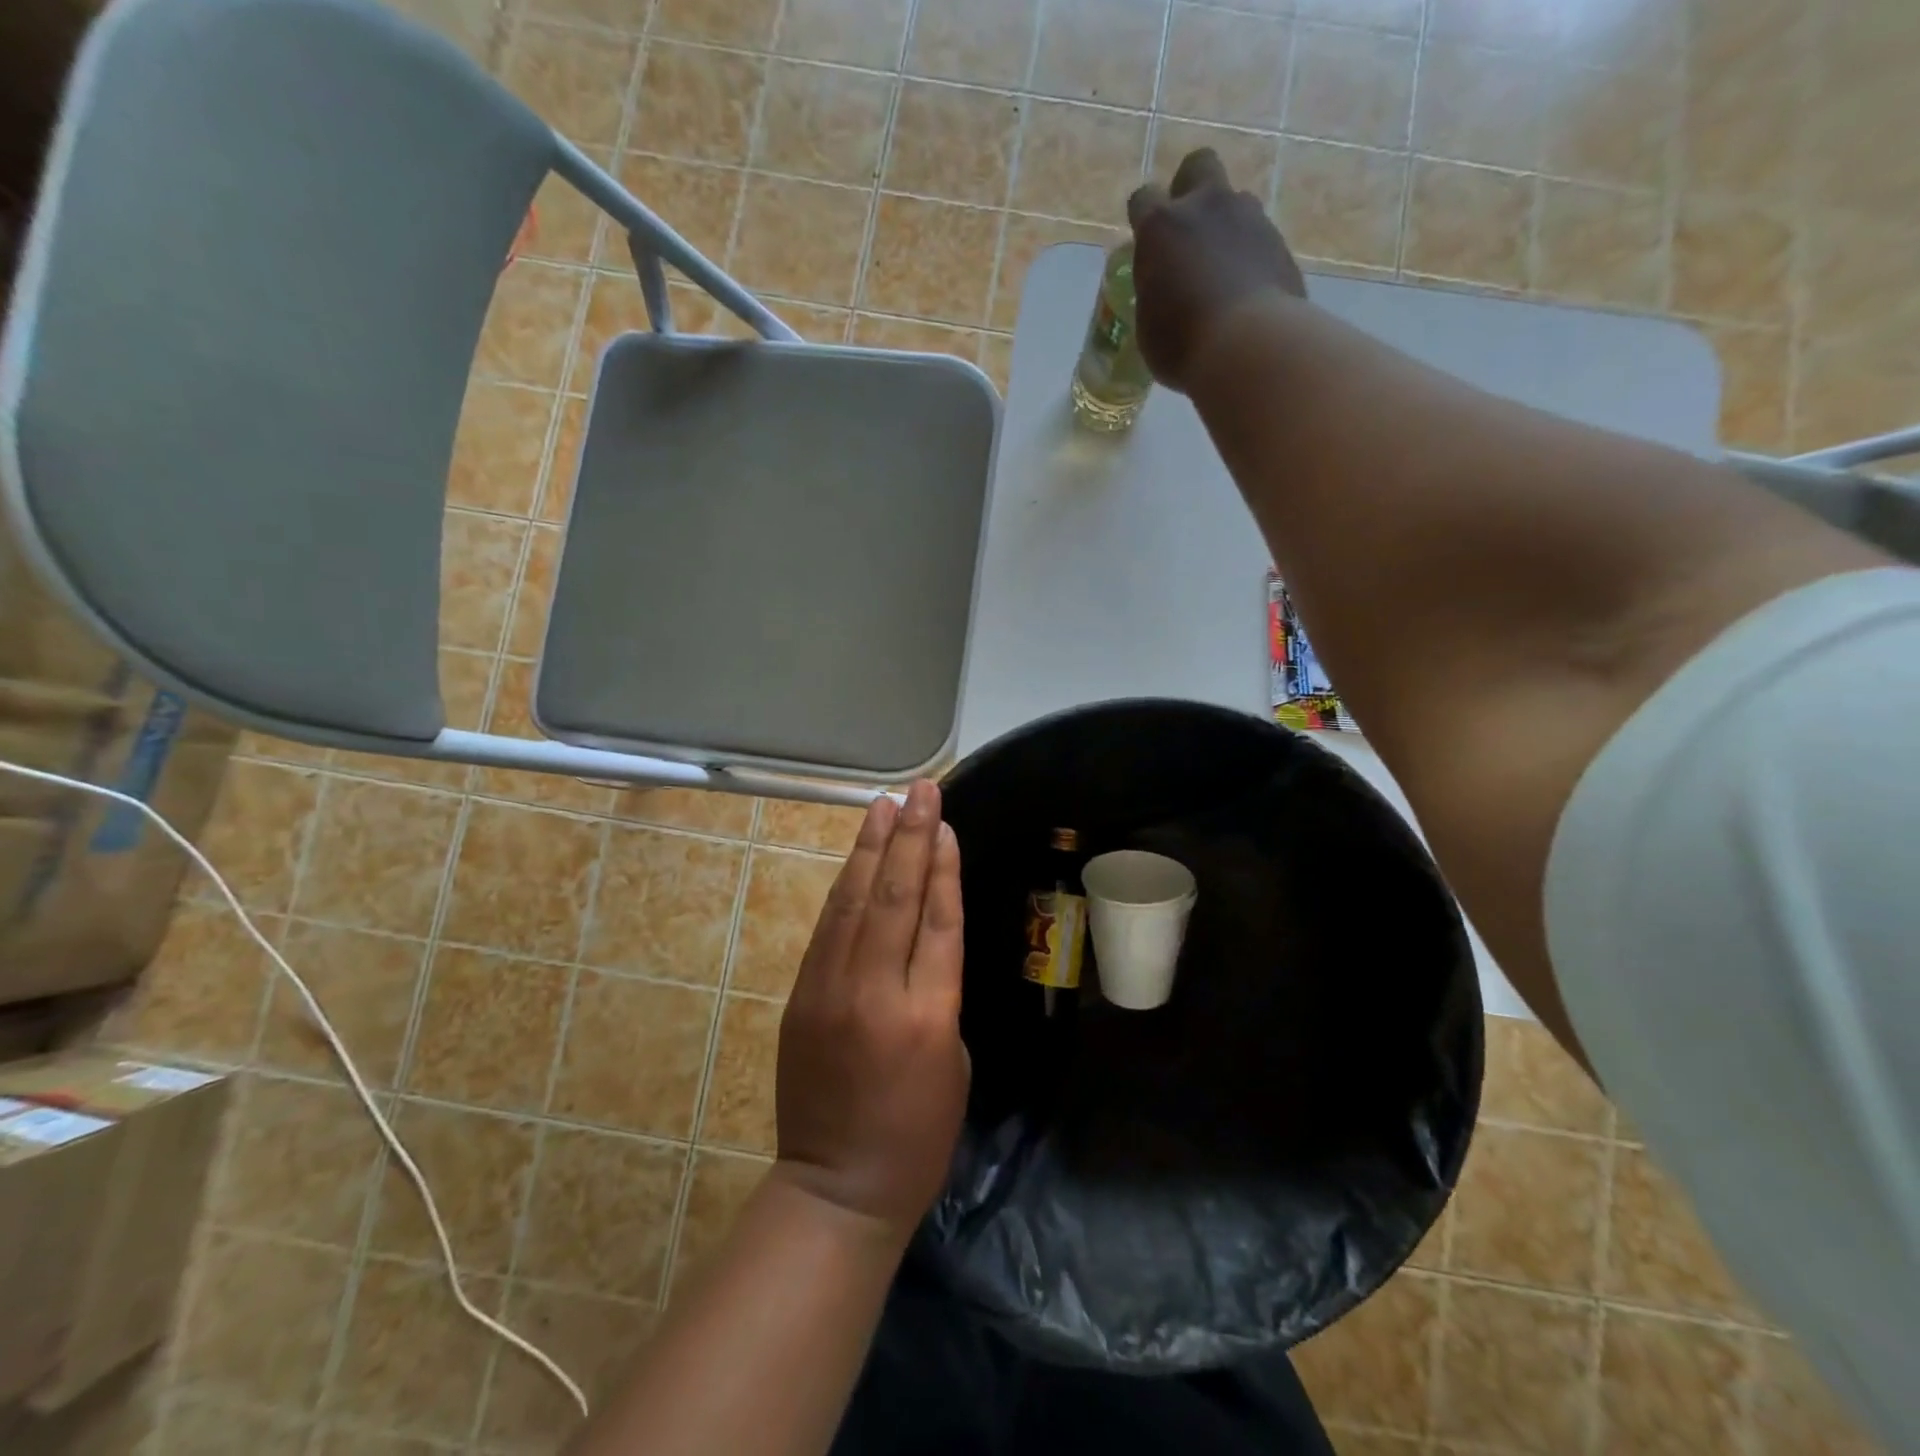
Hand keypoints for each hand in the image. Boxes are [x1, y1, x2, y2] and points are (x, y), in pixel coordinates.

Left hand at [774, 781, 969, 1242]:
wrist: (836, 1185)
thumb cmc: (917, 1135)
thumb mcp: (954, 1063)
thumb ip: (939, 992)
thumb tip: (923, 938)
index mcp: (928, 1015)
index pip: (937, 920)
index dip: (942, 865)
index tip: (945, 822)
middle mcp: (876, 992)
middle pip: (896, 897)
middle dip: (910, 837)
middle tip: (921, 790)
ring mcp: (831, 990)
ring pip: (855, 902)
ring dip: (871, 848)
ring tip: (884, 805)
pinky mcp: (801, 995)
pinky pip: (828, 928)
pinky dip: (846, 887)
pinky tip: (857, 858)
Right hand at [1127, 148, 1307, 392]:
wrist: (1250, 347)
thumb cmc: (1182, 344)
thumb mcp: (1148, 326)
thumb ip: (1153, 294)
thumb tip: (1162, 291)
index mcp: (1161, 227)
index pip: (1143, 200)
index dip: (1143, 219)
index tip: (1146, 245)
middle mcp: (1205, 207)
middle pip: (1198, 166)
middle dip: (1190, 188)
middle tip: (1187, 231)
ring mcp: (1248, 218)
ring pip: (1234, 201)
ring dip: (1225, 225)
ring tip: (1222, 270)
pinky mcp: (1279, 241)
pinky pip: (1258, 236)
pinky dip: (1249, 255)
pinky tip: (1246, 289)